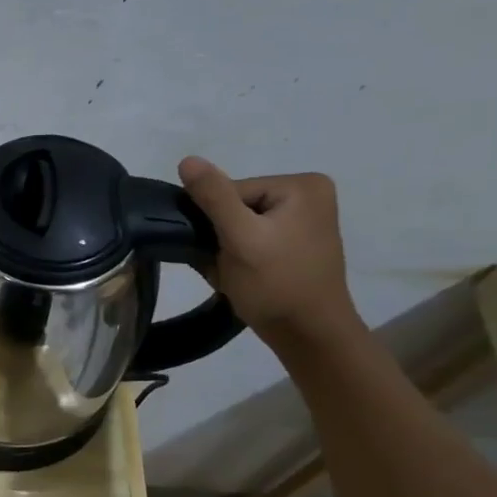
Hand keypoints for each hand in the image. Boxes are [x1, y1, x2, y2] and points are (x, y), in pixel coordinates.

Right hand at [178, 157, 364, 350]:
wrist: (309, 336)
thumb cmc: (276, 284)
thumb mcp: (240, 238)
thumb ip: (213, 197)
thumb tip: (187, 160)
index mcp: (302, 185)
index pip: (231, 191)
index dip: (216, 222)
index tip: (222, 251)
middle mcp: (308, 195)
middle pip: (235, 207)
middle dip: (221, 237)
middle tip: (228, 266)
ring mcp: (304, 220)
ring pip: (239, 226)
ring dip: (226, 251)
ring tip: (236, 274)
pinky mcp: (296, 243)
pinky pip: (252, 240)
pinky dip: (239, 258)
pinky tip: (243, 277)